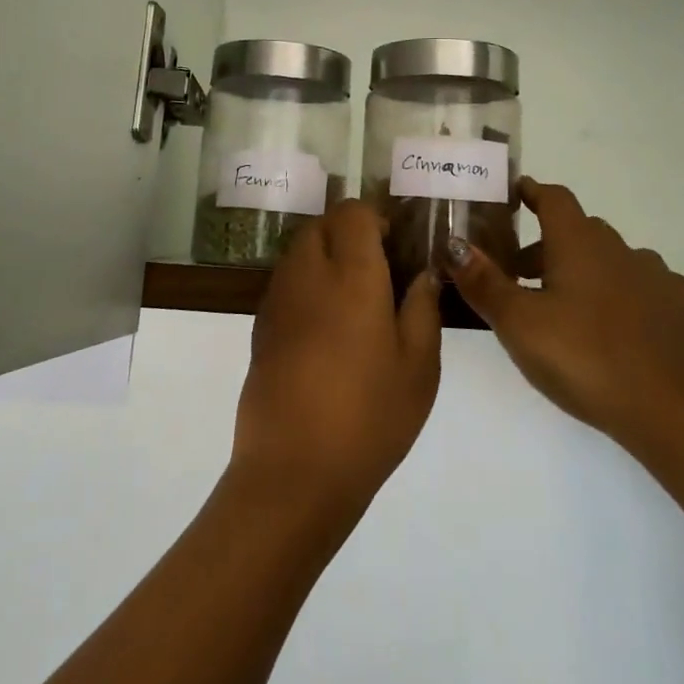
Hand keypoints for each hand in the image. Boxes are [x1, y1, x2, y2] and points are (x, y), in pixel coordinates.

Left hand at [229, 200, 442, 523]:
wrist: (294, 470)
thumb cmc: (369, 417)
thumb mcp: (418, 367)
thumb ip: (423, 309)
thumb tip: (423, 274)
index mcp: (351, 275)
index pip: (352, 213)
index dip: (374, 218)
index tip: (394, 245)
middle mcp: (308, 274)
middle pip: (321, 225)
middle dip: (347, 232)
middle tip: (377, 268)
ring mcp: (278, 299)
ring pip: (299, 251)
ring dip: (324, 255)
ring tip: (353, 298)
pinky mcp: (260, 327)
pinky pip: (285, 282)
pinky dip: (306, 283)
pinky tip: (326, 327)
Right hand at [446, 179, 683, 447]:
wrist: (664, 410)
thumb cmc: (581, 356)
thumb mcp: (517, 323)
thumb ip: (483, 281)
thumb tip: (454, 242)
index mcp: (578, 242)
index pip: (554, 198)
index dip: (532, 192)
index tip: (515, 194)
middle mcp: (619, 248)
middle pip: (579, 230)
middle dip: (549, 243)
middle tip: (521, 274)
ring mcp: (656, 277)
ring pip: (615, 258)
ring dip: (590, 269)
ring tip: (569, 302)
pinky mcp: (681, 310)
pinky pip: (654, 289)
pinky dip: (635, 294)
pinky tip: (628, 317)